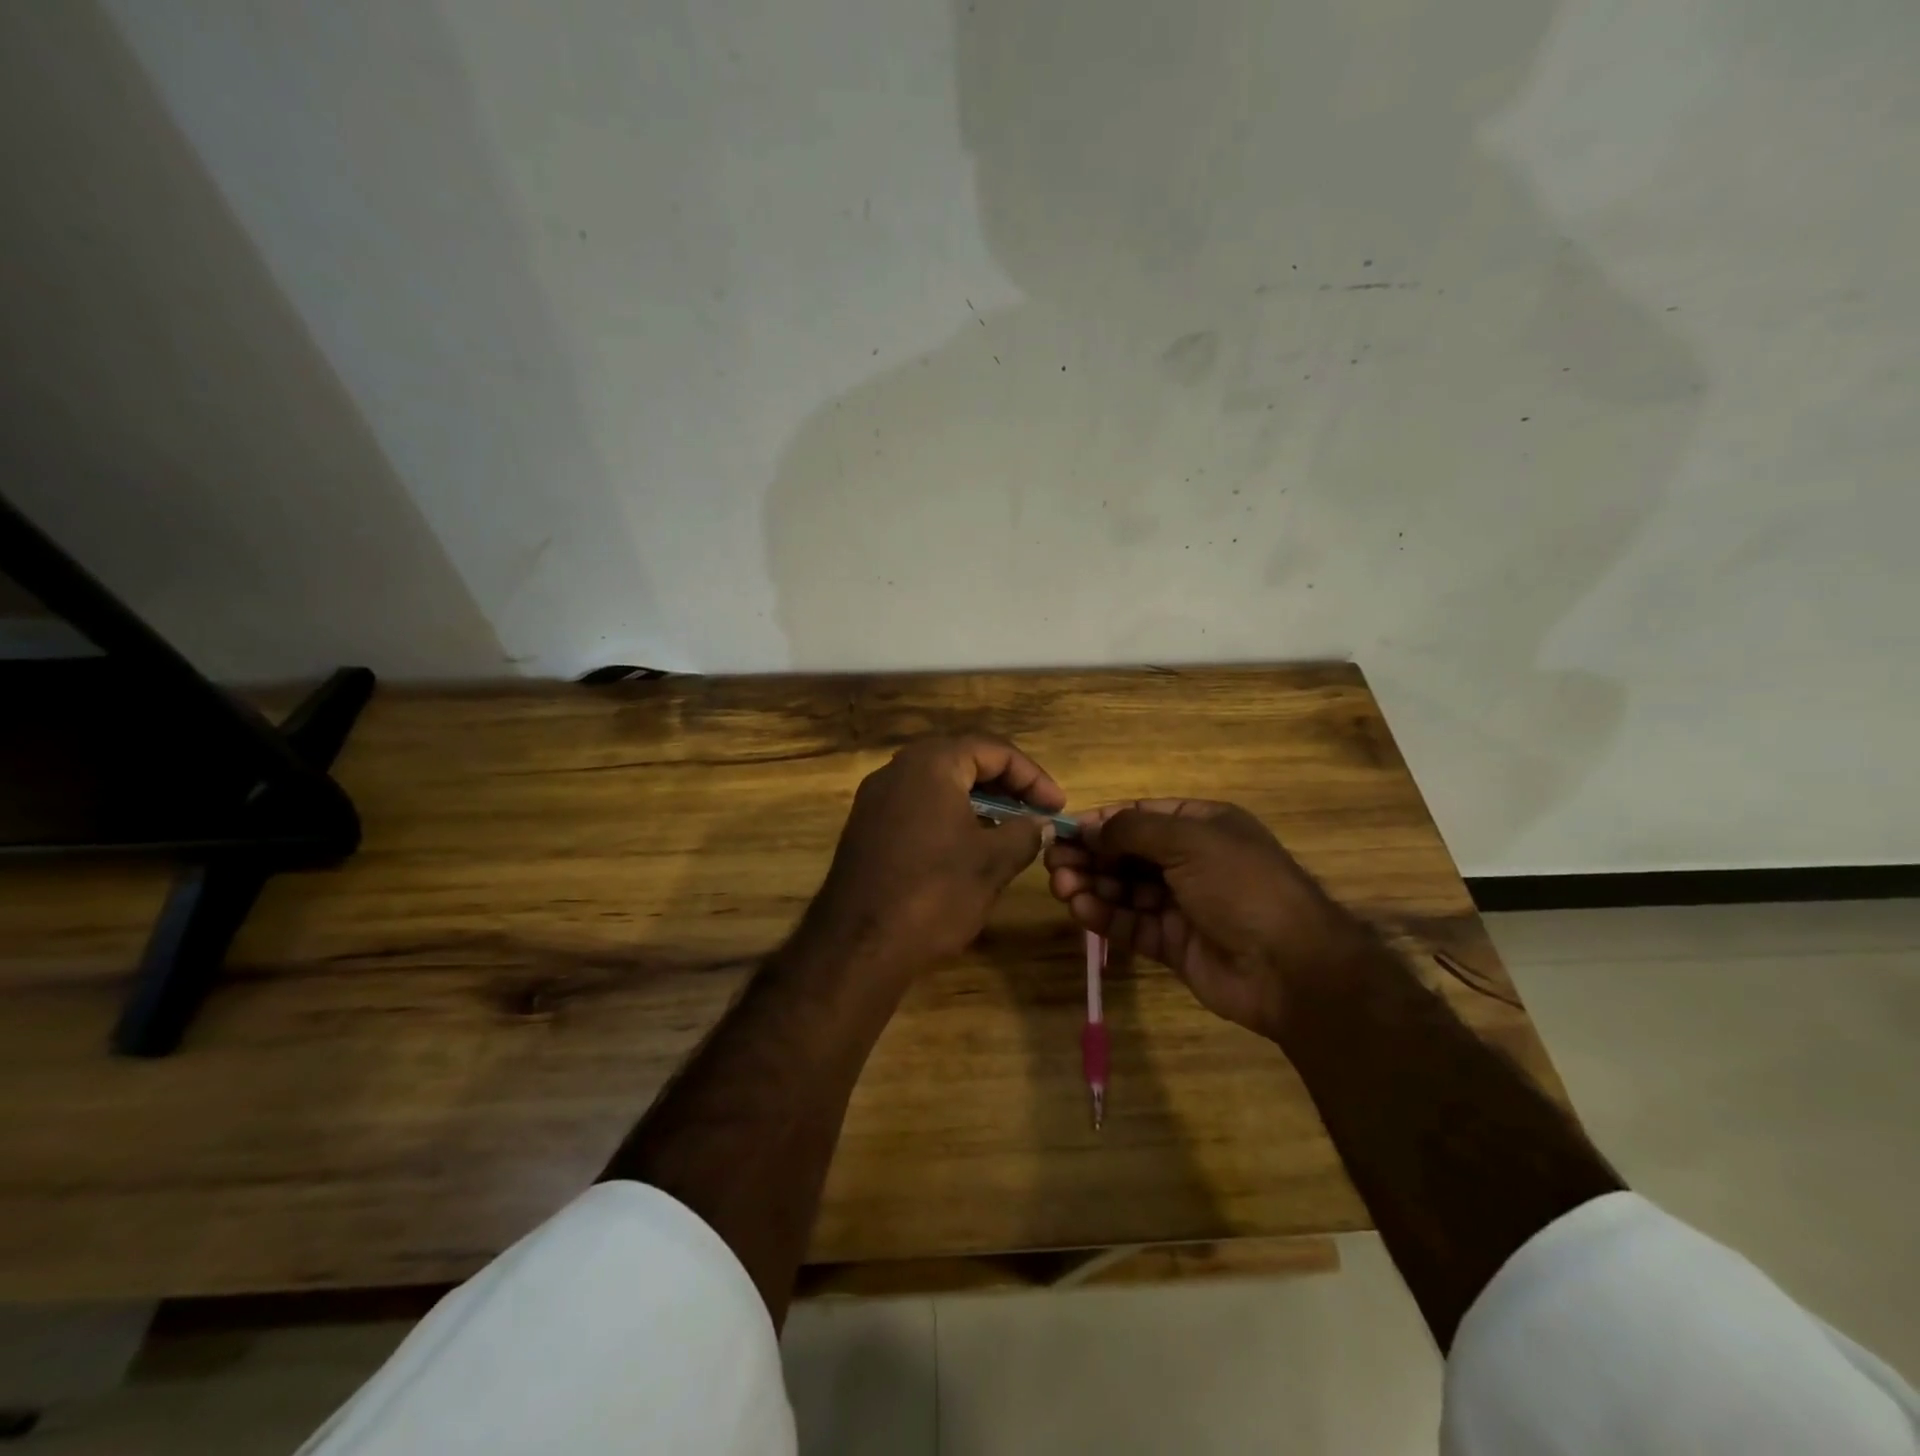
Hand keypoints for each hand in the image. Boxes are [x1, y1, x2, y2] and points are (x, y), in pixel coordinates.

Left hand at [803, 735, 1065, 977]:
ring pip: (938, 784)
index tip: (1057, 806)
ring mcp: (876, 798)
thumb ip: (1024, 833)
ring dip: (977, 800)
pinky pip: (917, 806)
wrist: (859, 945)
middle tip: (1035, 811)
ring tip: (1009, 829)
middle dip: (1005, 784)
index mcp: (931, 764)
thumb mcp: (992, 862)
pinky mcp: (866, 827)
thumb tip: (1040, 823)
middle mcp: (898, 769)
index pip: (993, 750)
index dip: (1032, 776)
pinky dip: (949, 815)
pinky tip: (968, 846)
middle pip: (963, 760)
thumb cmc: (934, 893)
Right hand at [1045, 799, 1370, 1037]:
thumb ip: (1132, 831)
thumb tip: (1089, 828)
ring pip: (1124, 889)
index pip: (1140, 816)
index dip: (1101, 822)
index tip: (1064, 830)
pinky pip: (1131, 924)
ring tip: (1061, 887)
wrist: (1291, 967)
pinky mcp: (1172, 943)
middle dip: (1091, 856)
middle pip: (1127, 853)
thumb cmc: (1241, 886)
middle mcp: (1190, 861)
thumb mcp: (1189, 841)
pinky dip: (1104, 916)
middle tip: (1054, 863)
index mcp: (1202, 827)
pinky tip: (1080, 909)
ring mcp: (1181, 904)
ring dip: (1092, 885)